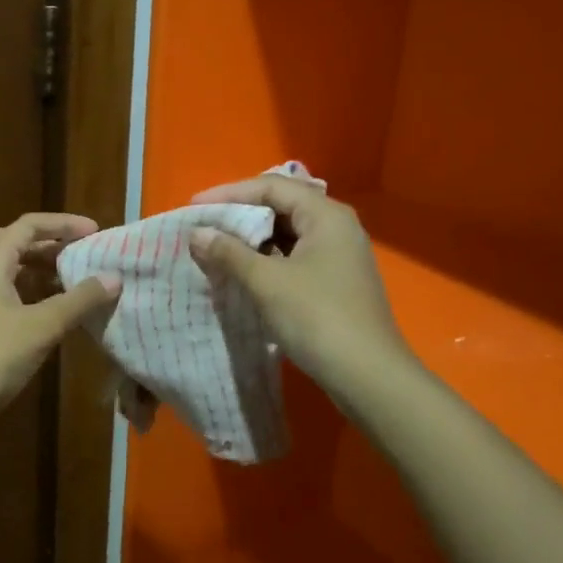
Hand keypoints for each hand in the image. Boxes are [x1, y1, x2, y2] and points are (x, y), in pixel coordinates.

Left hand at [0, 213, 121, 429]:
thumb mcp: (42, 327)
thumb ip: (79, 300)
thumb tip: (114, 277)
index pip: (29, 225)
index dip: (63, 224)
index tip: (95, 232)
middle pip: (14, 241)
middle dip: (49, 243)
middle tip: (80, 253)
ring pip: (6, 268)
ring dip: (38, 268)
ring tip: (71, 279)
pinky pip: (2, 290)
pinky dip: (27, 290)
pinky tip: (47, 311)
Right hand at [187, 177, 406, 393]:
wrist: (368, 375)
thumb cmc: (317, 317)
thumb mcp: (267, 282)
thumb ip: (229, 253)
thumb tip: (197, 233)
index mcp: (325, 215)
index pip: (271, 187)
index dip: (229, 193)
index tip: (194, 207)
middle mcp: (336, 226)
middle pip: (281, 206)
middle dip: (240, 214)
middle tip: (204, 225)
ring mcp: (339, 254)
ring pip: (288, 233)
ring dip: (252, 239)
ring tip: (217, 247)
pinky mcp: (336, 280)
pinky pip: (295, 256)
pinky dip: (267, 259)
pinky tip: (244, 272)